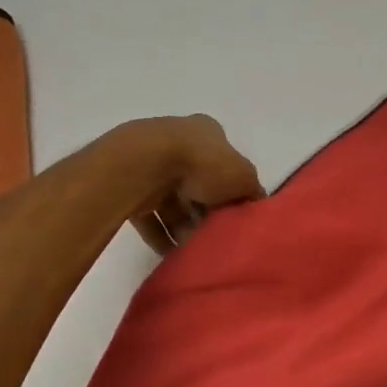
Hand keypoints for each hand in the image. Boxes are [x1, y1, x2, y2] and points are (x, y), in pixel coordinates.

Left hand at [123, 114, 264, 252]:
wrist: (145, 165)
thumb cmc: (202, 164)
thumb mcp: (243, 177)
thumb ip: (253, 191)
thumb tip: (255, 206)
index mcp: (207, 132)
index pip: (226, 163)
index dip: (233, 190)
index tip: (236, 215)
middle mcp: (179, 142)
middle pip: (199, 185)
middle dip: (207, 213)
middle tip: (215, 236)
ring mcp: (151, 164)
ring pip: (173, 202)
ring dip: (184, 227)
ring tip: (193, 250)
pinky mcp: (130, 186)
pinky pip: (149, 215)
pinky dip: (160, 235)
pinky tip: (171, 254)